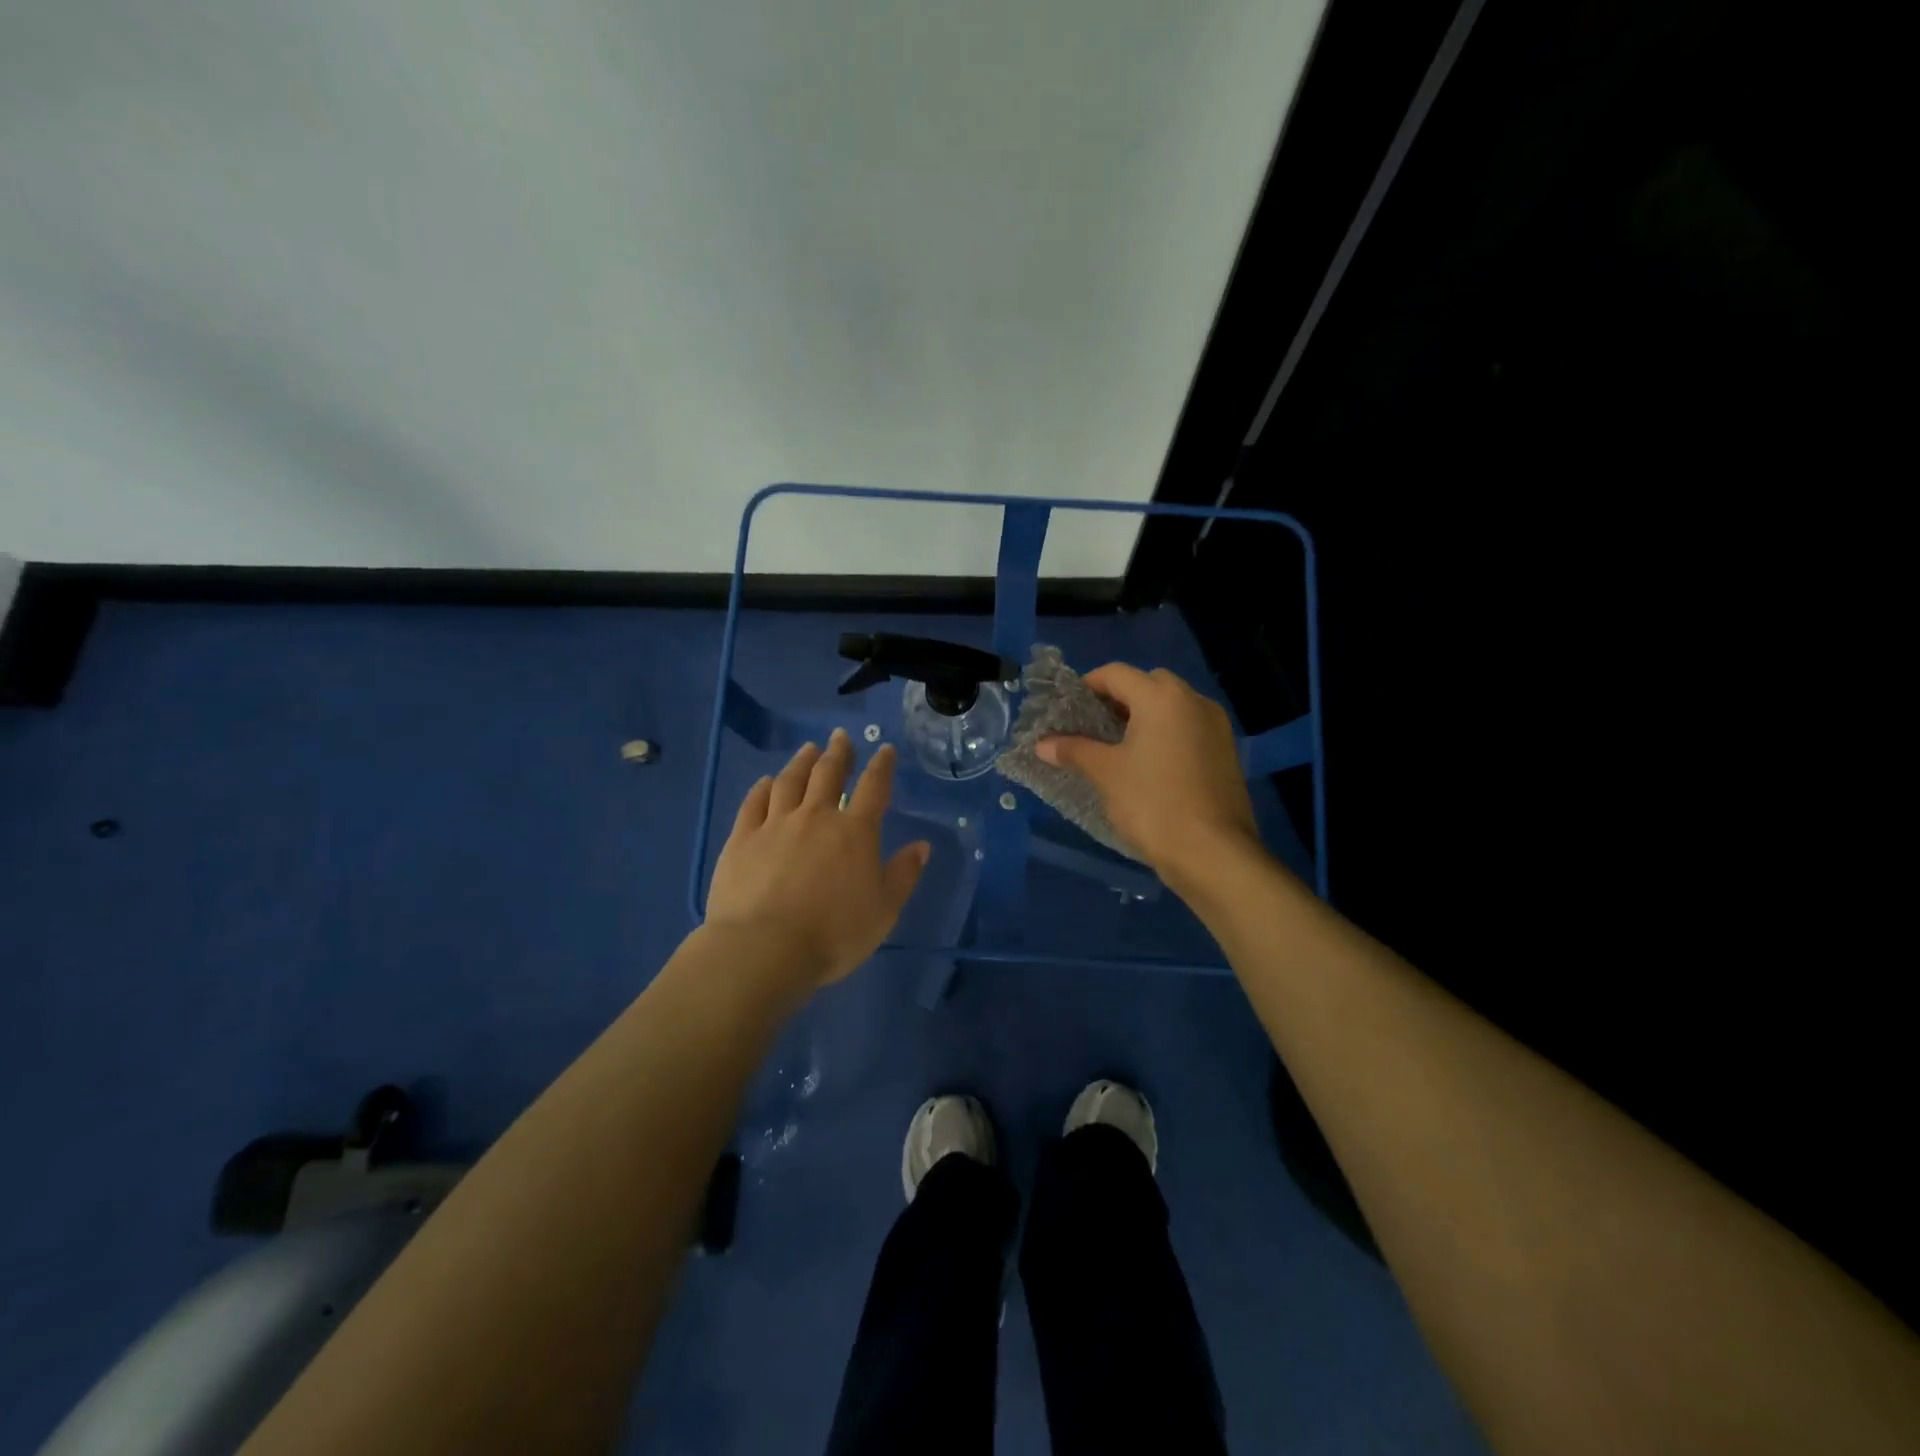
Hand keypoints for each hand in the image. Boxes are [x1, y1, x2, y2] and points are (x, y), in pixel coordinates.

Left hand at [707, 729, 930, 987]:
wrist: (765, 949)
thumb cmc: (834, 933)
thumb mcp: (883, 911)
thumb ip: (903, 875)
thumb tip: (922, 845)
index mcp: (854, 832)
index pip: (873, 788)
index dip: (882, 766)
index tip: (885, 750)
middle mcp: (815, 817)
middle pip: (828, 774)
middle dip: (838, 752)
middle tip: (840, 736)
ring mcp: (775, 825)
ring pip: (790, 782)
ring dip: (801, 762)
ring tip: (808, 749)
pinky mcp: (741, 839)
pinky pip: (754, 803)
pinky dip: (762, 788)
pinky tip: (766, 781)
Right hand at [1036, 664, 1258, 884]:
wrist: (1212, 852)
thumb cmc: (1152, 803)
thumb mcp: (1105, 774)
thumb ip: (1073, 750)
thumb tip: (1042, 744)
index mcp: (1162, 697)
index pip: (1116, 674)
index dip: (1087, 685)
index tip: (1067, 708)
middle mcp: (1194, 701)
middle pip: (1148, 684)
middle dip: (1119, 698)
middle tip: (1094, 726)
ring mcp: (1216, 727)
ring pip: (1172, 707)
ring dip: (1144, 717)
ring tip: (1118, 747)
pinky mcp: (1226, 752)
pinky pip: (1189, 729)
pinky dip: (1166, 734)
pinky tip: (1149, 765)